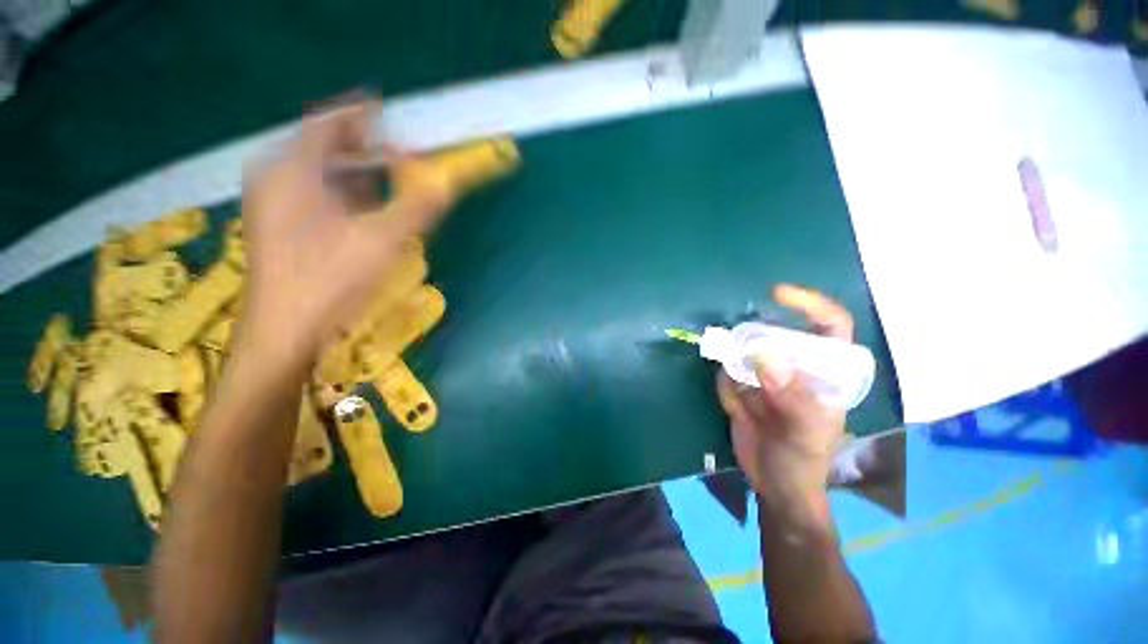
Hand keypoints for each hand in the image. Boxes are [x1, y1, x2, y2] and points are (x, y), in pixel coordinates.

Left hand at [238, 100, 453, 367]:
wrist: (285, 331)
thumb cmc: (331, 280)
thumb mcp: (383, 240)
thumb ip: (417, 207)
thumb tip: (447, 185)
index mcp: (293, 169)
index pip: (329, 122)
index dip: (360, 113)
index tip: (389, 111)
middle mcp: (275, 177)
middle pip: (324, 146)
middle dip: (364, 148)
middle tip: (400, 158)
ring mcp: (272, 202)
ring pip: (320, 172)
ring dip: (357, 174)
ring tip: (388, 186)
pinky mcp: (277, 224)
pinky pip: (314, 193)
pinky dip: (343, 194)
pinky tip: (364, 213)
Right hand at [716, 285, 853, 521]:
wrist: (774, 485)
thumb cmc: (802, 462)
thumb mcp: (804, 434)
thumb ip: (790, 397)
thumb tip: (764, 356)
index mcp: (826, 373)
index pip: (828, 326)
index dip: (808, 305)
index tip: (776, 294)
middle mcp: (797, 367)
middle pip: (775, 335)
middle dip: (753, 345)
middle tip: (744, 373)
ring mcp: (767, 376)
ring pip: (743, 354)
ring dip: (736, 375)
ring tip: (746, 404)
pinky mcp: (743, 386)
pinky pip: (726, 375)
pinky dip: (726, 392)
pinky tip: (739, 414)